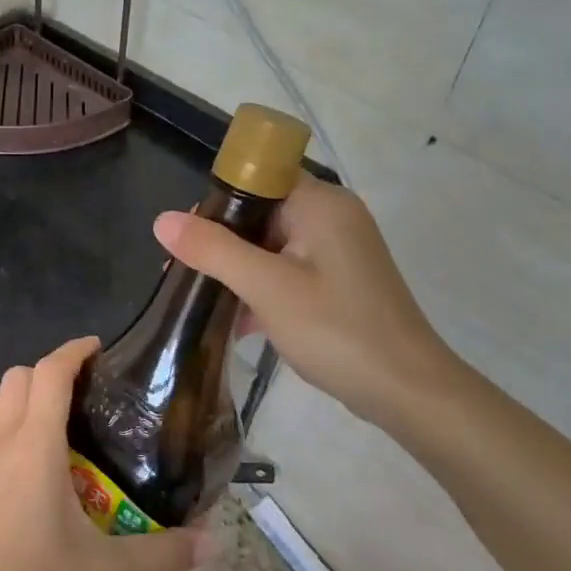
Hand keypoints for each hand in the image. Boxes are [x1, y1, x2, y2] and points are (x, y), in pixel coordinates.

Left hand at [0, 337, 206, 570]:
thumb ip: (163, 553)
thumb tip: (215, 542)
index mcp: (34, 445)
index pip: (50, 372)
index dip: (73, 351)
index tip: (98, 349)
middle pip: (17, 378)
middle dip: (48, 373)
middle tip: (81, 396)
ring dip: (21, 400)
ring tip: (52, 431)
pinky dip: (1, 434)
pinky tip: (19, 476)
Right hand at [154, 179, 460, 432]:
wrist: (409, 392)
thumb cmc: (337, 329)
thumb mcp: (266, 287)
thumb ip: (212, 249)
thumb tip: (162, 220)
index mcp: (320, 203)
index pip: (257, 177)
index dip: (216, 199)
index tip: (186, 233)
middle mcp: (332, 216)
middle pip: (261, 211)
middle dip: (220, 239)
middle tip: (183, 270)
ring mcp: (338, 250)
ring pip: (271, 243)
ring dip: (237, 267)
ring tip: (199, 295)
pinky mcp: (339, 280)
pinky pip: (287, 268)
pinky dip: (261, 286)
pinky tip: (236, 321)